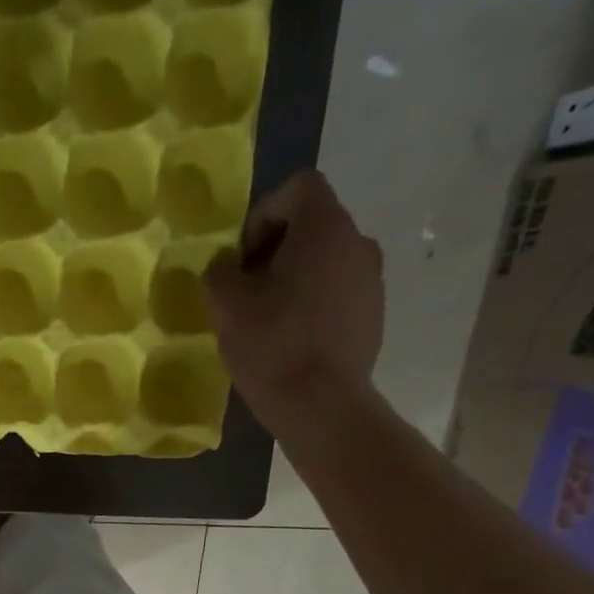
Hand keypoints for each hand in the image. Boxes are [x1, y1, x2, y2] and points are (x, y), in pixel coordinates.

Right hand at [204, 169, 384, 436]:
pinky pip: (338, 294)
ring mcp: (372, 280)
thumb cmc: (272, 345)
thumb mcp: (226, 306)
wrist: (322, 405)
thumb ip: (219, 272)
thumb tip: (224, 266)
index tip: (241, 258)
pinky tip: (291, 340)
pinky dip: (313, 305)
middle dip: (275, 250)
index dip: (262, 214)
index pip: (298, 187)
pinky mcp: (373, 315)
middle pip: (313, 225)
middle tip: (247, 290)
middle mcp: (358, 242)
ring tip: (268, 319)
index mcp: (325, 227)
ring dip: (295, 279)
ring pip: (326, 262)